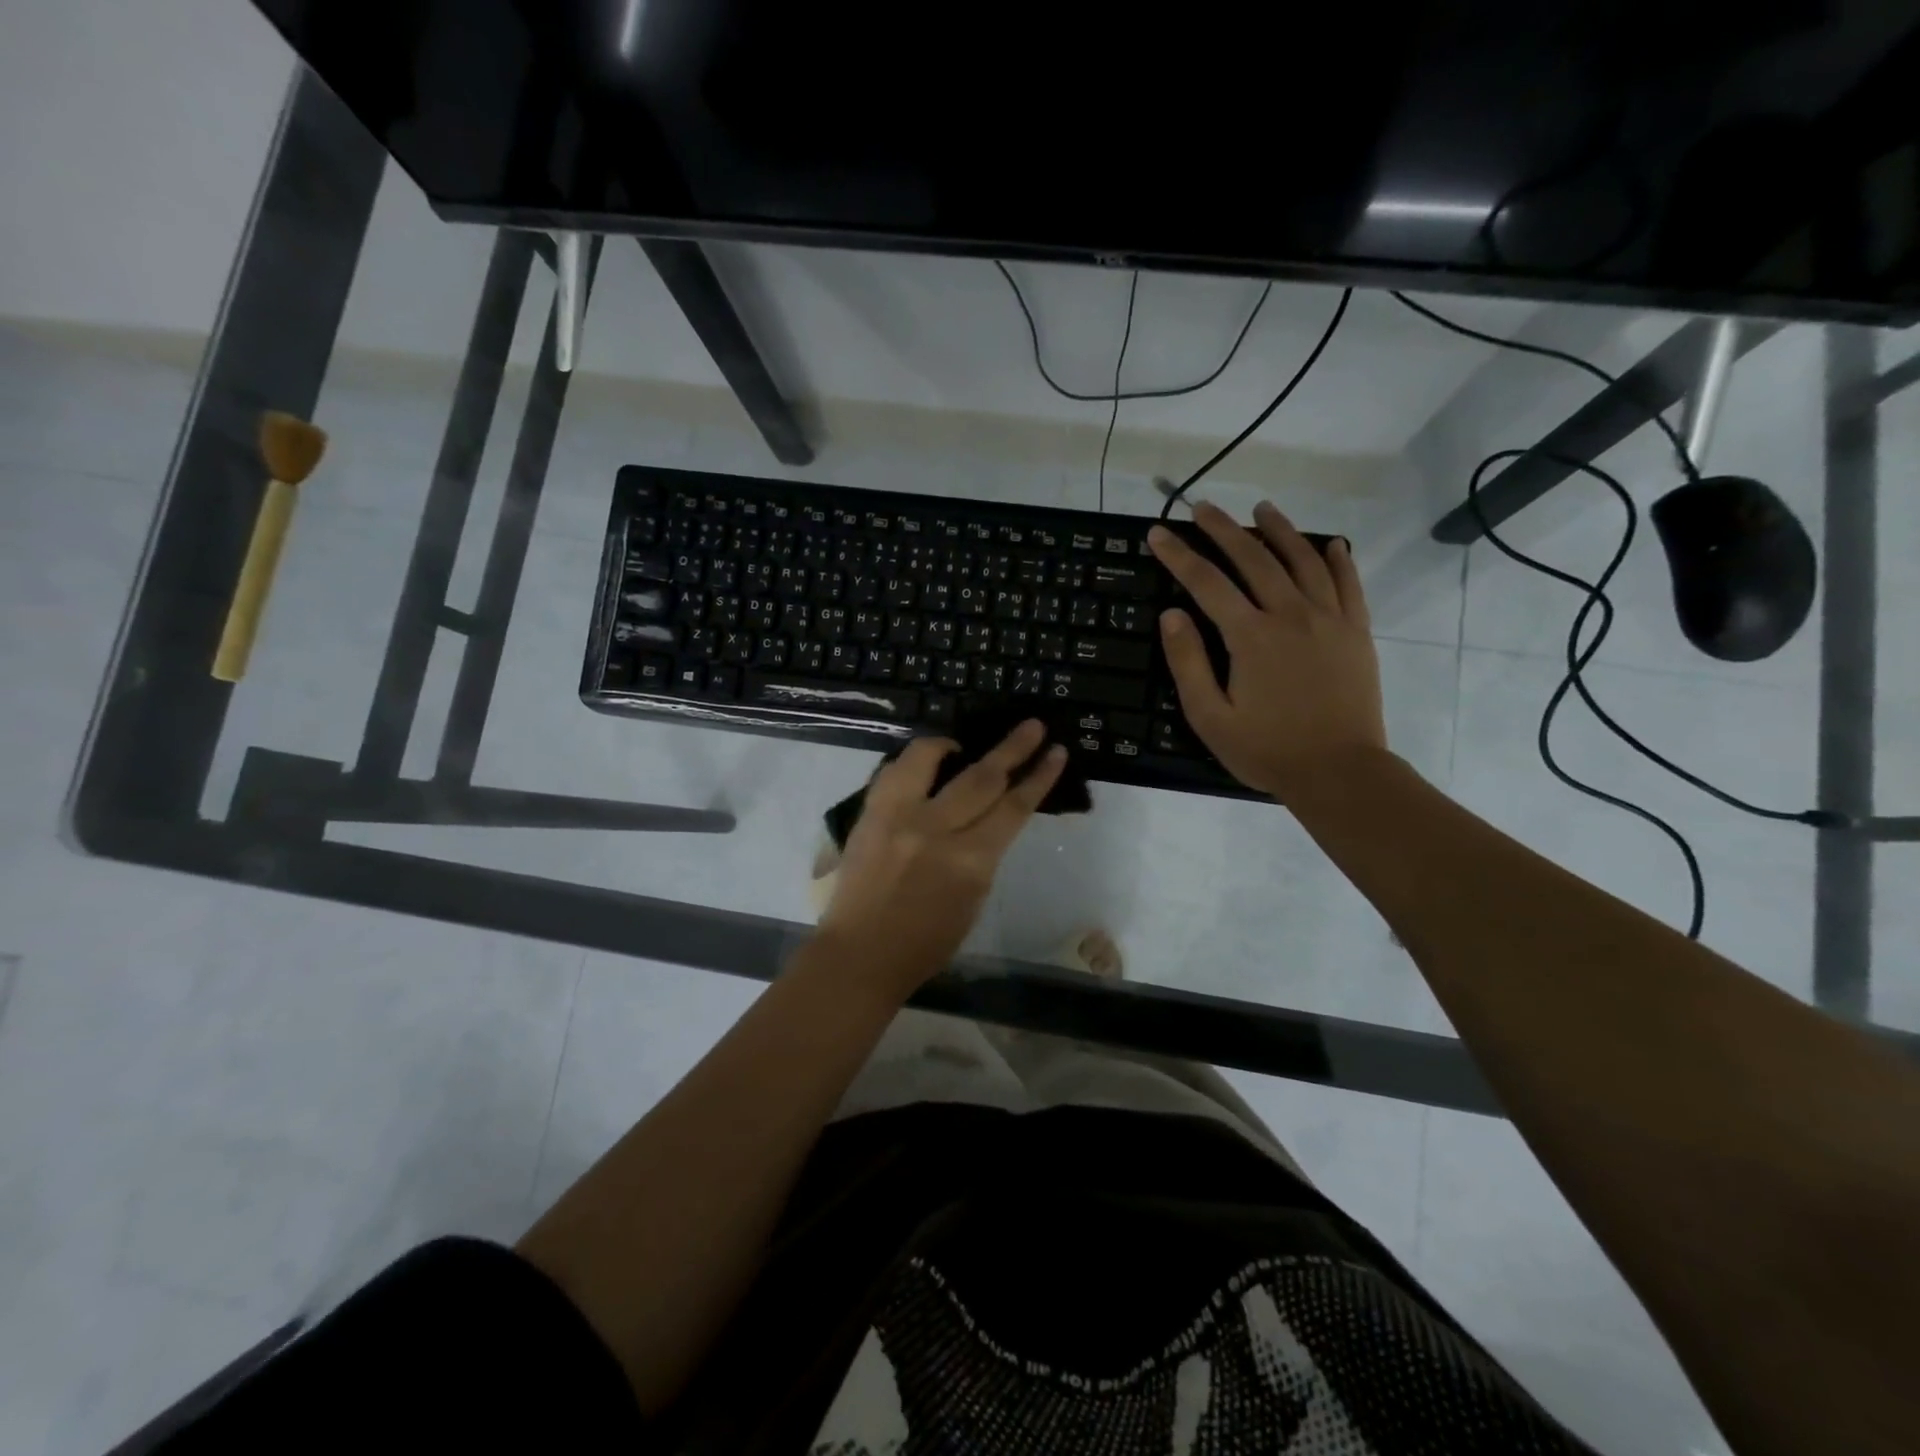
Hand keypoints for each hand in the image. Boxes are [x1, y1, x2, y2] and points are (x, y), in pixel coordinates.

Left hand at [819, 721, 1067, 989]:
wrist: (860, 954)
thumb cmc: (925, 943)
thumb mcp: (972, 900)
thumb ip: (983, 854)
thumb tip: (989, 819)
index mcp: (970, 862)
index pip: (1013, 807)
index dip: (1039, 777)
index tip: (1056, 752)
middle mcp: (936, 830)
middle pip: (982, 776)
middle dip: (1013, 748)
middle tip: (1032, 726)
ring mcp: (897, 817)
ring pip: (929, 758)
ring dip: (953, 743)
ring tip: (962, 741)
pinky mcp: (869, 814)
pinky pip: (893, 771)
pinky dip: (912, 761)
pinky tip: (923, 762)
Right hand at [1147, 500, 1386, 800]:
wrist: (1340, 771)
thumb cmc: (1267, 749)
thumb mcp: (1210, 717)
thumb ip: (1188, 664)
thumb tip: (1171, 615)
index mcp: (1251, 636)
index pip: (1207, 583)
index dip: (1178, 556)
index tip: (1158, 533)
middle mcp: (1291, 615)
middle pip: (1254, 559)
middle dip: (1224, 529)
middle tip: (1203, 508)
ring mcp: (1329, 619)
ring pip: (1303, 560)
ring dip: (1280, 530)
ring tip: (1262, 509)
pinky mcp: (1356, 632)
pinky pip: (1349, 583)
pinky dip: (1338, 558)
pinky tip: (1330, 543)